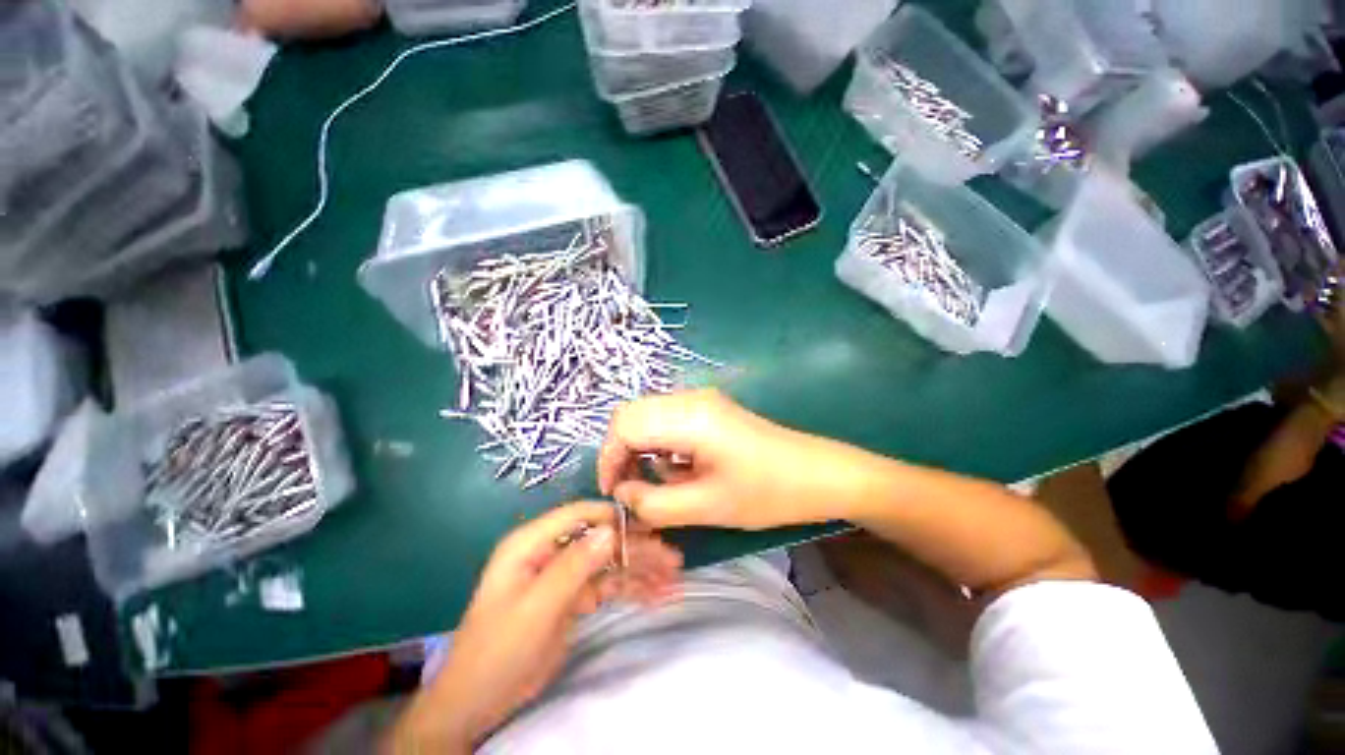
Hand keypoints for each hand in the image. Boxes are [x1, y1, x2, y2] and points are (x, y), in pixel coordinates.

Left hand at [389, 502, 681, 752]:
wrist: (478, 702)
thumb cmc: (499, 649)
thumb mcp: (537, 607)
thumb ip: (574, 566)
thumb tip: (611, 531)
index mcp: (532, 543)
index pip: (580, 514)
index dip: (613, 516)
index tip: (647, 526)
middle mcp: (551, 552)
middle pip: (601, 540)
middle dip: (636, 549)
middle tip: (672, 559)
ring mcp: (563, 575)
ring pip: (608, 563)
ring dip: (639, 570)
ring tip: (672, 578)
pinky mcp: (572, 598)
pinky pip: (606, 586)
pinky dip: (630, 589)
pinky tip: (655, 595)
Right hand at [598, 389, 854, 529]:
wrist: (817, 474)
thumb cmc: (767, 493)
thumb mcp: (707, 507)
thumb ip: (654, 504)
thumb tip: (622, 494)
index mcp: (689, 416)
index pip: (624, 424)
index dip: (609, 457)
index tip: (613, 492)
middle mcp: (690, 398)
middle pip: (631, 414)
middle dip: (621, 451)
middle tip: (630, 489)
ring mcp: (700, 400)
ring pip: (648, 416)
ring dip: (640, 448)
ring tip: (656, 482)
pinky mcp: (709, 409)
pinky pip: (667, 420)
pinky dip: (659, 444)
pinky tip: (677, 468)